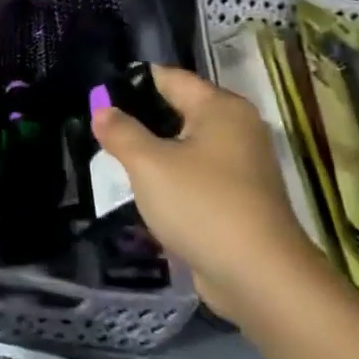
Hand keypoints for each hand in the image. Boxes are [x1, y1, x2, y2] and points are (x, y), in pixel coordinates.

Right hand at [92, 65, 325, 320]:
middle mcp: (237, 129)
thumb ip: (121, 131)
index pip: (169, 78)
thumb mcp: (148, 164)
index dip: (131, 83)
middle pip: (178, 110)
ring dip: (155, 153)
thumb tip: (102, 109)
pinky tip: (145, 192)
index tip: (97, 93)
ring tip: (114, 159)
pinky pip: (197, 176)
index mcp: (221, 108)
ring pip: (186, 146)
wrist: (261, 280)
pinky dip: (173, 180)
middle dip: (140, 119)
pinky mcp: (241, 200)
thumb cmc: (203, 206)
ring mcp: (243, 166)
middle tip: (100, 128)